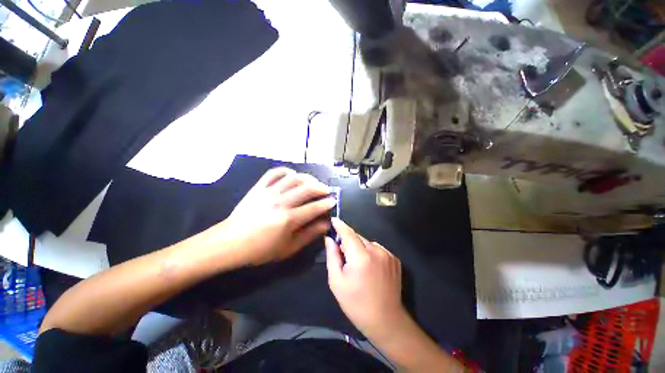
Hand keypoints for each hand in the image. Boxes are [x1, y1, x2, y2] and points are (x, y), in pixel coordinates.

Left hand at [222, 167, 335, 265]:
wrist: (230, 243)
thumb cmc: (260, 250)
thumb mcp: (288, 248)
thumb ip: (309, 234)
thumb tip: (325, 224)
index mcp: (288, 219)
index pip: (314, 208)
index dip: (326, 204)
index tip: (333, 201)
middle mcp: (281, 202)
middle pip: (306, 189)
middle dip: (320, 188)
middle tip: (327, 191)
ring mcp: (269, 192)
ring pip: (293, 178)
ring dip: (307, 178)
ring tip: (314, 182)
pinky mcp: (259, 188)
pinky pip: (274, 173)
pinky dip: (286, 171)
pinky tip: (293, 174)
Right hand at [325, 218, 406, 340]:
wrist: (385, 320)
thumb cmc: (356, 303)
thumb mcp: (337, 282)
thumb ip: (332, 256)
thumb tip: (329, 239)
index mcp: (361, 257)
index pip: (348, 233)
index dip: (340, 225)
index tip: (333, 220)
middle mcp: (376, 250)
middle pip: (358, 237)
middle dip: (348, 242)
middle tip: (343, 255)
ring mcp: (388, 254)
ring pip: (367, 243)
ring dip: (360, 248)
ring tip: (358, 265)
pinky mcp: (394, 259)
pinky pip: (377, 249)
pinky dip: (370, 252)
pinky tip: (370, 267)